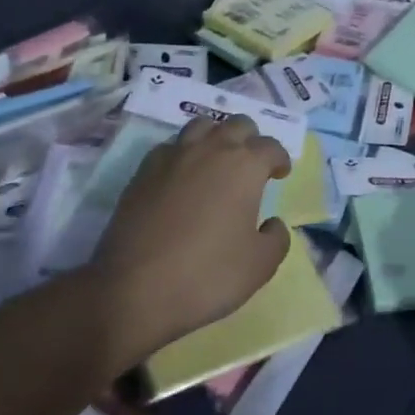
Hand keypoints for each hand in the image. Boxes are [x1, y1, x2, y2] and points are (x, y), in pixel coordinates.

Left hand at [89, 115, 291, 365]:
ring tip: (217, 160)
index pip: (271, 146)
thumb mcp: (260, 266)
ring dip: (216, 136)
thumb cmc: (207, 275)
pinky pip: (171, 146)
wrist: (135, 289)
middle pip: (238, 125)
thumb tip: (272, 223)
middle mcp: (211, 149)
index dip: (280, 159)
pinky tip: (182, 175)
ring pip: (202, 126)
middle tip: (251, 164)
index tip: (280, 174)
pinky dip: (184, 153)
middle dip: (250, 139)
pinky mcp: (143, 170)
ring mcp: (174, 156)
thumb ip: (276, 238)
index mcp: (245, 165)